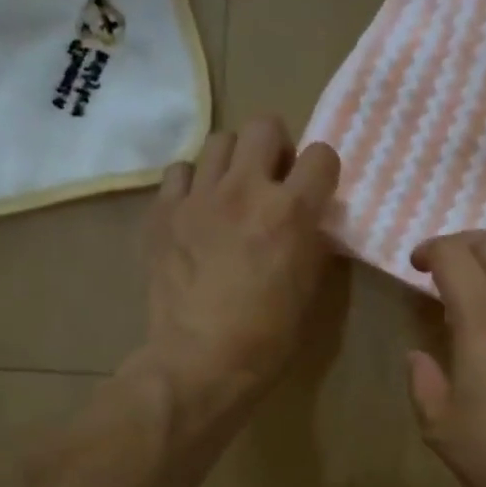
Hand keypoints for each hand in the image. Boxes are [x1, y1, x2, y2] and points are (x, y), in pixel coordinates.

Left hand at [133, 117, 339, 429]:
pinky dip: (194, 183)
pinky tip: (198, 210)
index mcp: (291, 211)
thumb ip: (311, 240)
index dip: (322, 170)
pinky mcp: (163, 212)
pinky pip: (180, 171)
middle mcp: (245, 190)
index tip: (315, 190)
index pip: (321, 154)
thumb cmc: (268, 336)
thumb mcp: (309, 288)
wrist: (200, 361)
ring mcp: (199, 197)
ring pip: (219, 140)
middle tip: (272, 179)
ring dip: (234, 161)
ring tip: (232, 192)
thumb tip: (309, 218)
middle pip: (264, 125)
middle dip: (275, 146)